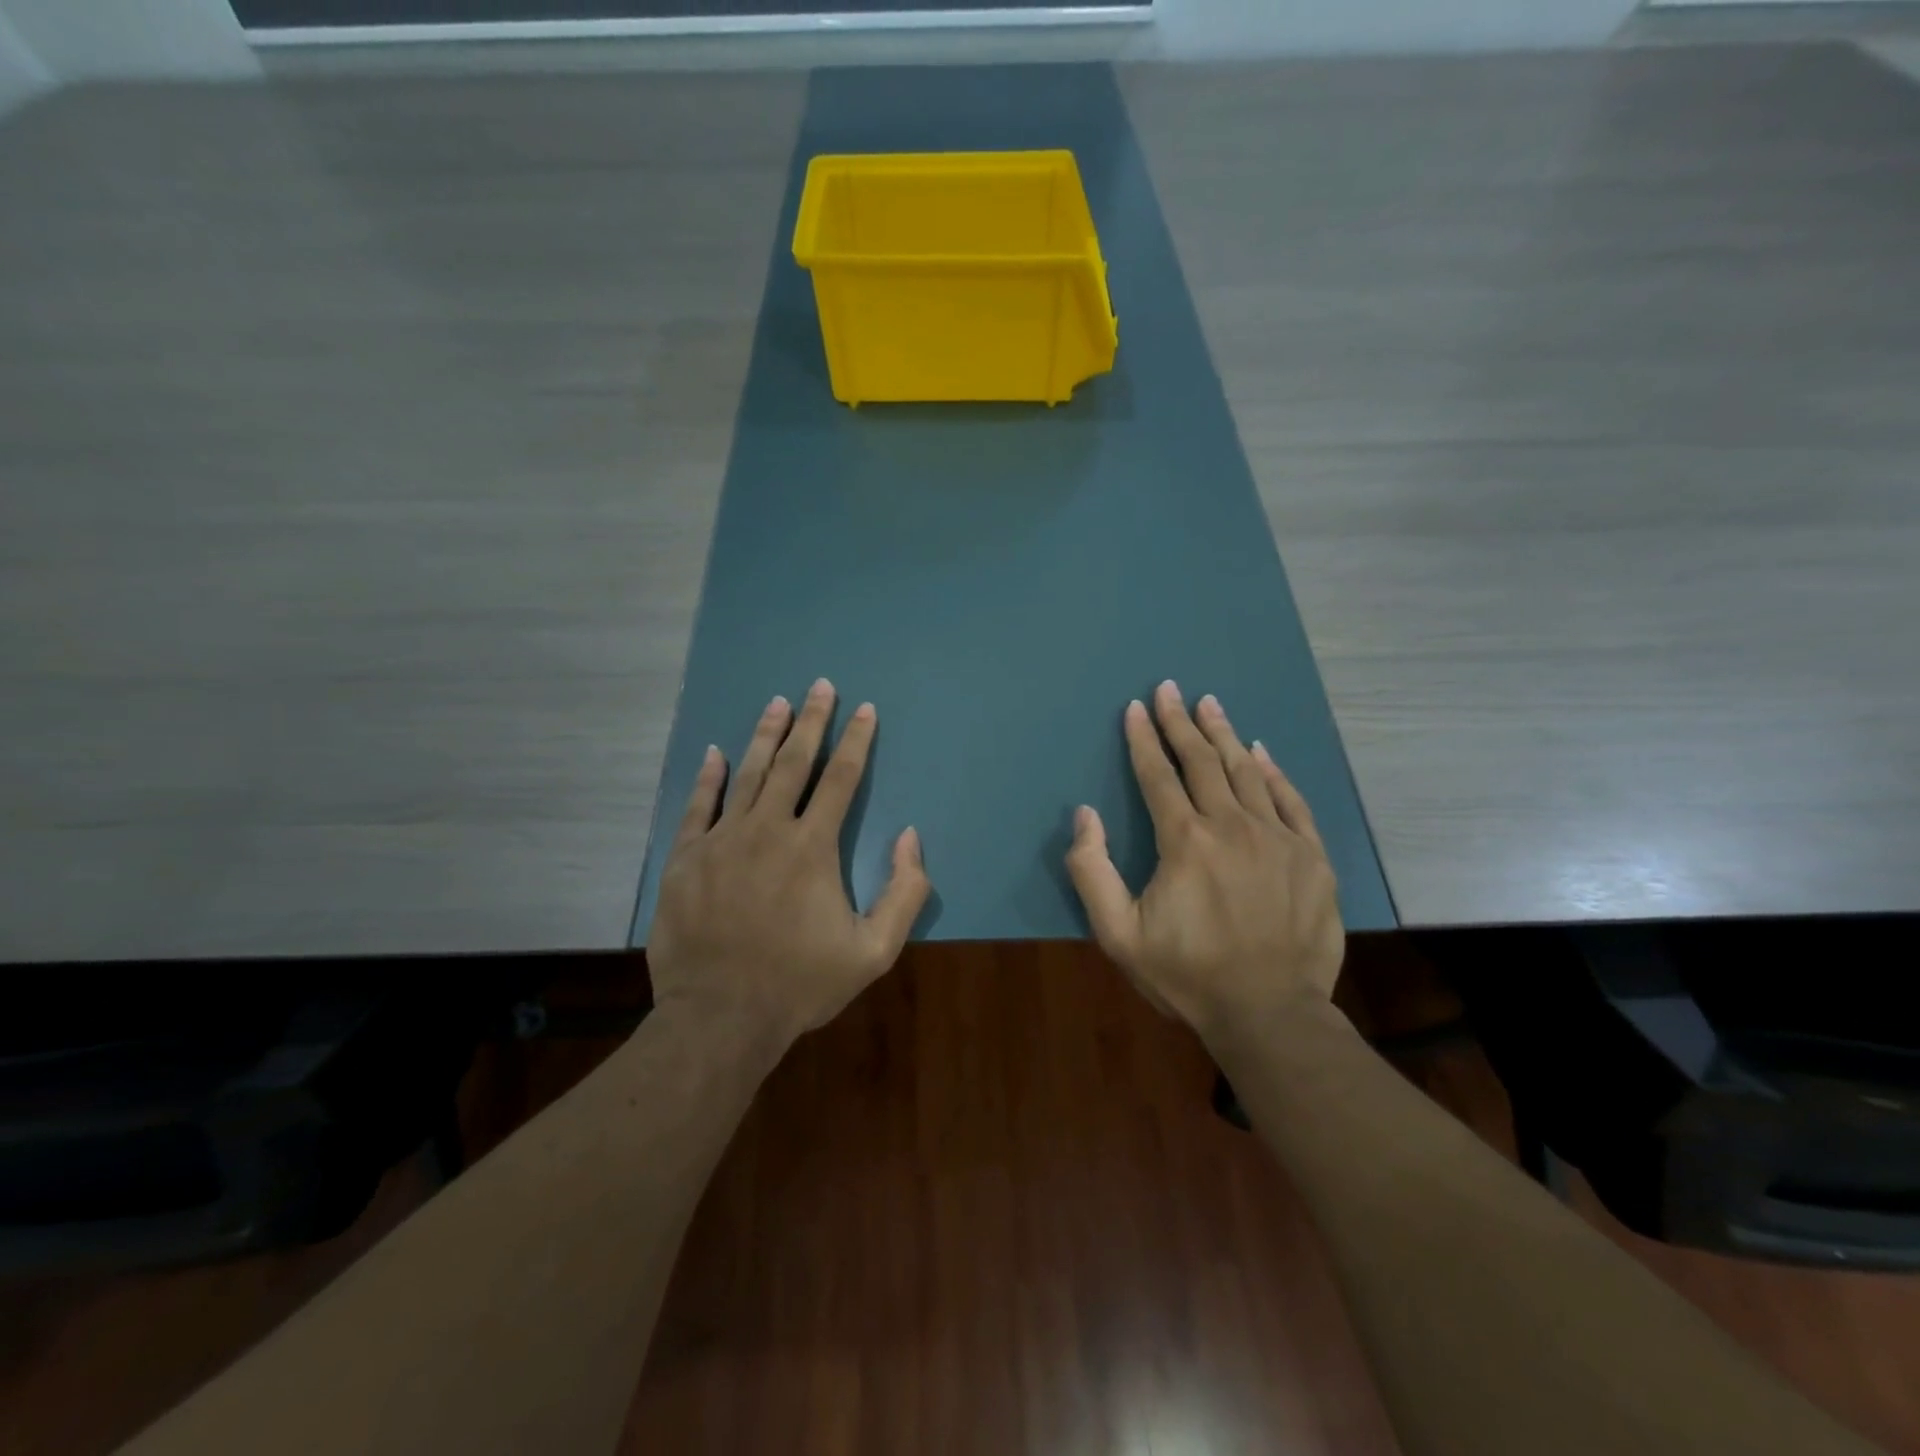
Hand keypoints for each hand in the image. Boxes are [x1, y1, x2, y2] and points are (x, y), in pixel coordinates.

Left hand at [648, 678, 931, 1047]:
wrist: (720, 1019)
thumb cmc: (800, 984)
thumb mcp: (874, 951)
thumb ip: (904, 892)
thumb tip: (911, 836)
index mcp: (812, 847)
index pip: (841, 779)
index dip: (856, 741)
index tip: (865, 709)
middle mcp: (767, 830)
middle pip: (794, 762)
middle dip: (811, 721)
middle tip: (819, 686)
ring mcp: (722, 841)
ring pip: (747, 774)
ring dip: (765, 735)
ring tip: (777, 703)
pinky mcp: (687, 859)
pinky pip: (699, 806)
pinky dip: (709, 777)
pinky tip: (715, 753)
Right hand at [1065, 680, 1344, 1037]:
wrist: (1270, 1014)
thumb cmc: (1187, 974)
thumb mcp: (1117, 933)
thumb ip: (1092, 871)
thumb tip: (1085, 815)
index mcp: (1184, 841)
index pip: (1157, 775)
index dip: (1143, 739)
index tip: (1136, 707)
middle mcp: (1231, 826)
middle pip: (1201, 761)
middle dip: (1181, 723)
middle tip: (1171, 689)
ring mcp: (1277, 838)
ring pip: (1245, 772)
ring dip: (1223, 735)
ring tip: (1209, 704)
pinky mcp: (1311, 856)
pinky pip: (1290, 800)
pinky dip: (1272, 772)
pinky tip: (1259, 753)